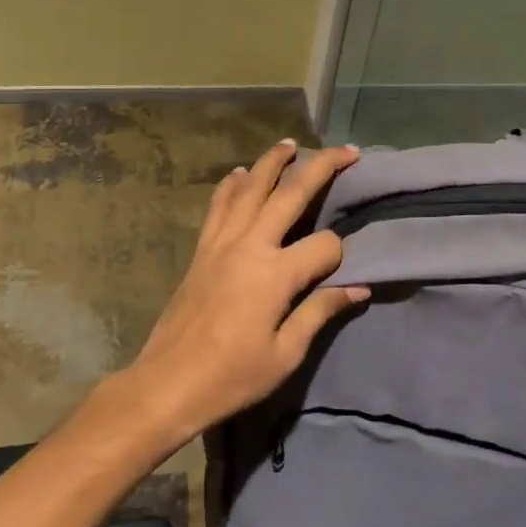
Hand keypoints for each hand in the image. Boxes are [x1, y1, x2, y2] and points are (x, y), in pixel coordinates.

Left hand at [123, 139, 367, 446]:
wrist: (167, 383)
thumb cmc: (232, 377)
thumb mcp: (285, 354)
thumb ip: (320, 312)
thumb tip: (358, 287)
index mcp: (275, 274)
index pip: (324, 246)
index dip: (341, 254)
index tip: (345, 272)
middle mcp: (249, 245)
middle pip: (290, 194)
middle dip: (321, 167)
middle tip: (346, 150)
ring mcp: (221, 243)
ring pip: (249, 188)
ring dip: (272, 162)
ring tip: (290, 143)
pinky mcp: (201, 249)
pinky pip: (218, 206)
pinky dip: (231, 185)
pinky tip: (239, 173)